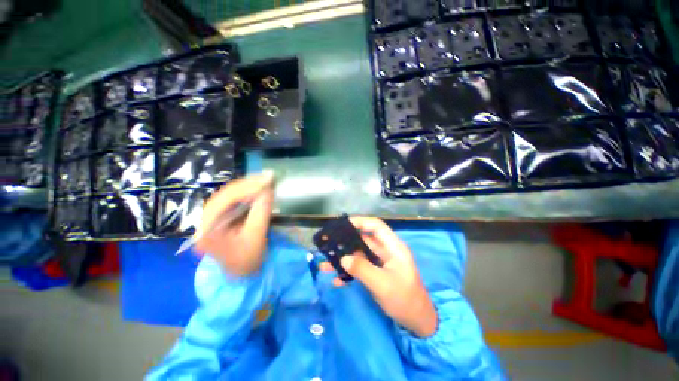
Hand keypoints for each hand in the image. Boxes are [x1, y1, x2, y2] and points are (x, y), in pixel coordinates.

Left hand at [194, 172, 274, 275]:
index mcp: (206, 228)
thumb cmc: (248, 260)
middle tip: (269, 176)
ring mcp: (212, 217)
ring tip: (267, 179)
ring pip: (230, 194)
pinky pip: (235, 199)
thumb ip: (261, 212)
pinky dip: (249, 192)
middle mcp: (204, 219)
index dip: (248, 187)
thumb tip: (268, 188)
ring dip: (250, 186)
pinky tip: (260, 188)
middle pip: (226, 193)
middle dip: (249, 183)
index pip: (225, 199)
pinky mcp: (221, 216)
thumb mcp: (256, 237)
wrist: (241, 274)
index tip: (268, 179)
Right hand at [320, 217, 437, 337]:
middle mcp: (386, 251)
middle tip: (328, 243)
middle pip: (364, 239)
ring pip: (359, 254)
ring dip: (344, 258)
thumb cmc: (404, 300)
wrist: (416, 322)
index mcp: (393, 247)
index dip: (360, 222)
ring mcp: (380, 262)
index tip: (342, 225)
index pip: (376, 226)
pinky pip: (359, 267)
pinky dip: (348, 271)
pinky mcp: (375, 272)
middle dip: (346, 241)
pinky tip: (336, 280)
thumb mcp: (382, 284)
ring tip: (325, 262)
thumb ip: (362, 269)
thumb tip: (343, 258)